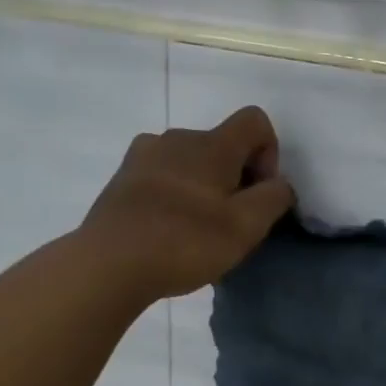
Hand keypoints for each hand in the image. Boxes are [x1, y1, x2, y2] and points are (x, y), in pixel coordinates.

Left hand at [80, 106, 294, 304]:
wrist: (107, 265)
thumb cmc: (185, 242)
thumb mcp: (247, 226)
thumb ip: (274, 198)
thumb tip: (278, 183)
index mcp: (211, 144)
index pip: (255, 121)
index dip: (269, 152)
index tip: (258, 192)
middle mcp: (177, 138)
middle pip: (222, 144)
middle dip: (236, 176)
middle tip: (230, 221)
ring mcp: (143, 156)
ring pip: (191, 160)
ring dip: (204, 185)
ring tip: (197, 228)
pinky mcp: (122, 178)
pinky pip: (163, 175)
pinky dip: (175, 194)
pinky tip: (168, 229)